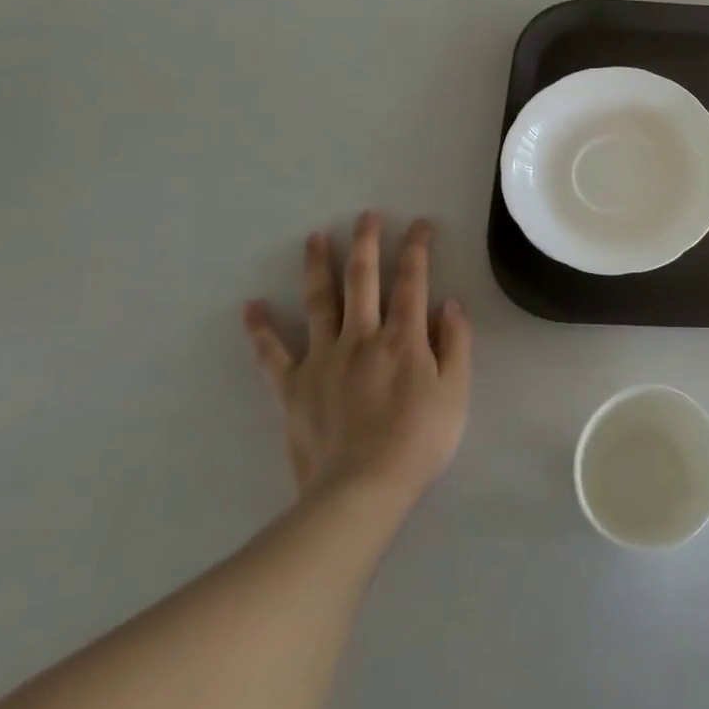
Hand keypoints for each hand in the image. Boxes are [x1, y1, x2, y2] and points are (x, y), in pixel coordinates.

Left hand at [242, 213, 471, 507]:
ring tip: (315, 237)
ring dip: (318, 266)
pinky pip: (273, 354)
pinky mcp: (293, 387)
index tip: (419, 224)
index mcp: (403, 337)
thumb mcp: (456, 392)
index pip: (412, 280)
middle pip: (362, 279)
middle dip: (366, 243)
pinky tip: (251, 307)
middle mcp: (362, 336)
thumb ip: (455, 344)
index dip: (416, 248)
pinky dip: (261, 330)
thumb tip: (449, 303)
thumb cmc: (419, 441)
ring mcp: (323, 359)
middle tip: (365, 216)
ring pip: (319, 302)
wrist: (361, 492)